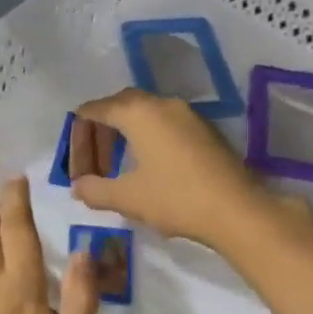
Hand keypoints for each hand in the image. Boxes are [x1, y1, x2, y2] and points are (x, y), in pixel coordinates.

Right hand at [69, 89, 275, 250]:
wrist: (237, 210)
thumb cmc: (175, 198)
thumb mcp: (127, 198)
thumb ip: (95, 190)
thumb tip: (77, 187)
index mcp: (137, 112)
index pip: (94, 110)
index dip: (77, 135)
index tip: (75, 164)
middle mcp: (162, 104)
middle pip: (119, 106)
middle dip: (100, 133)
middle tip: (94, 165)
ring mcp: (187, 115)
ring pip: (145, 115)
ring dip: (125, 136)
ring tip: (117, 169)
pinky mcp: (205, 130)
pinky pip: (165, 124)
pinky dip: (147, 139)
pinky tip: (148, 169)